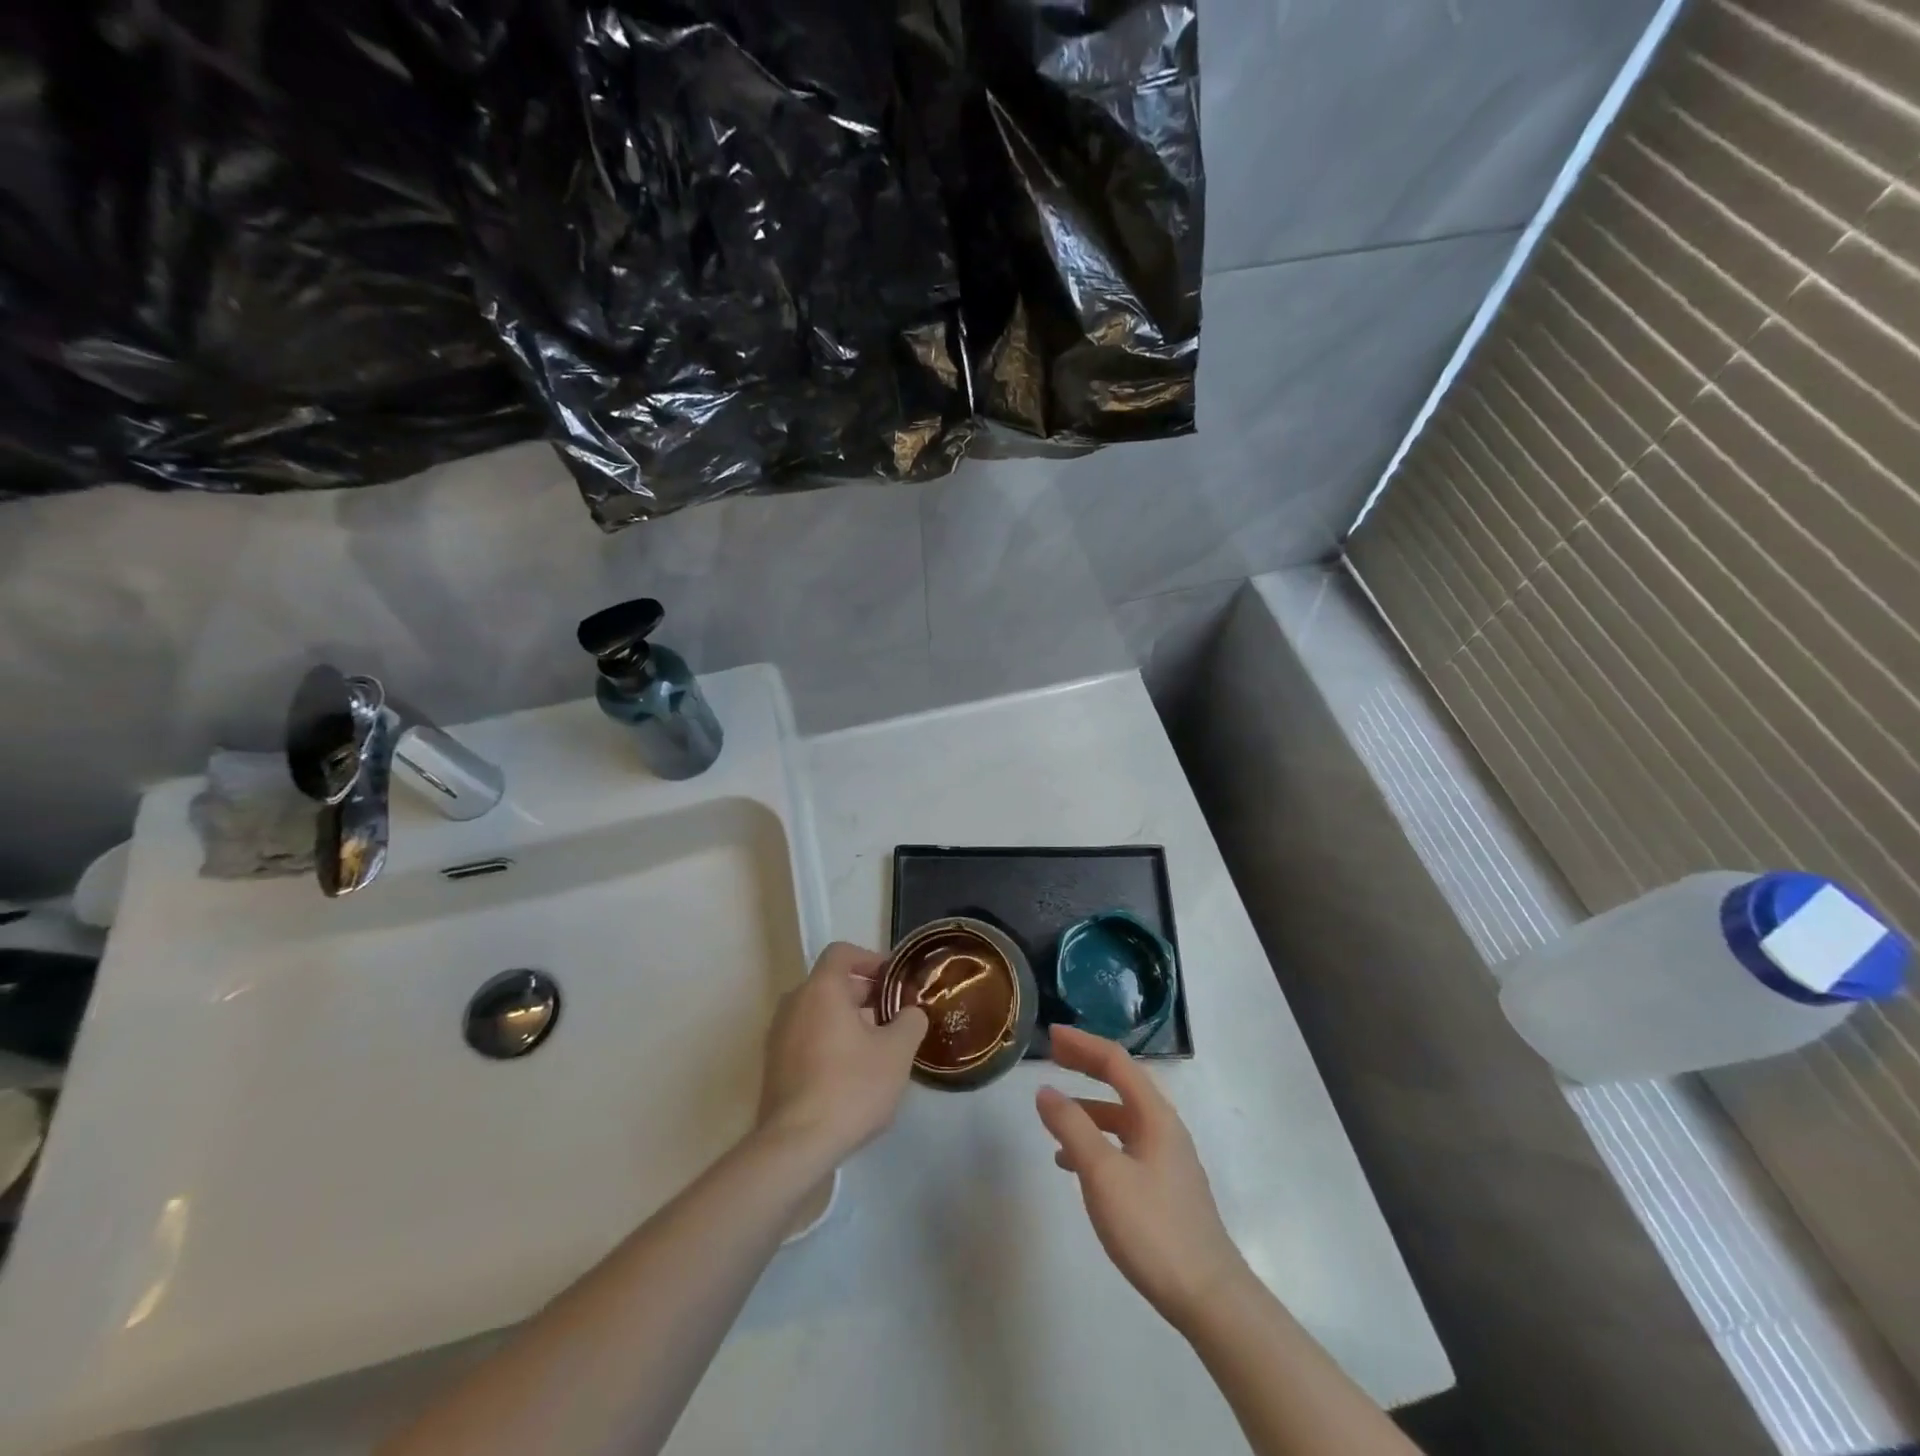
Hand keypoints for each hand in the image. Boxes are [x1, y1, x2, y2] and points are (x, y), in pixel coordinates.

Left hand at [758, 942, 927, 1164]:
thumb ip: (910, 1022)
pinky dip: (830, 1042)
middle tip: (894, 1017)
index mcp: (821, 989)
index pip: (842, 953)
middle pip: (831, 983)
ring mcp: (778, 1036)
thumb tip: (910, 1013)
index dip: (871, 959)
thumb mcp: (897, 1052)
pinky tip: (852, 1074)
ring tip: (877, 1048)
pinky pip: (806, 1038)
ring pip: (818, 1013)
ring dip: (848, 1020)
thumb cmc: (850, 1087)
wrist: (795, 1146)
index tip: (893, 980)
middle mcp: (793, 1003)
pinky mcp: (774, 1066)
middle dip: (865, 994)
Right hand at [1037, 1026, 1248, 1329]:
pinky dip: (1096, 1141)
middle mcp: (1164, 1127)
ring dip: (1088, 1107)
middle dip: (1086, 1066)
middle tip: (1052, 1056)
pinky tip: (1074, 1165)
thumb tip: (1045, 1091)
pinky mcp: (1163, 1187)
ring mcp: (1166, 1158)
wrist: (1209, 1298)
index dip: (1082, 1044)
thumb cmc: (1153, 1228)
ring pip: (1121, 1117)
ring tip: (1054, 1116)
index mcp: (1154, 1115)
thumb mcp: (1103, 1174)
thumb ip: (1072, 1128)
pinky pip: (1124, 1146)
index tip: (1050, 1035)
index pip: (1115, 1062)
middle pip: (1121, 1083)